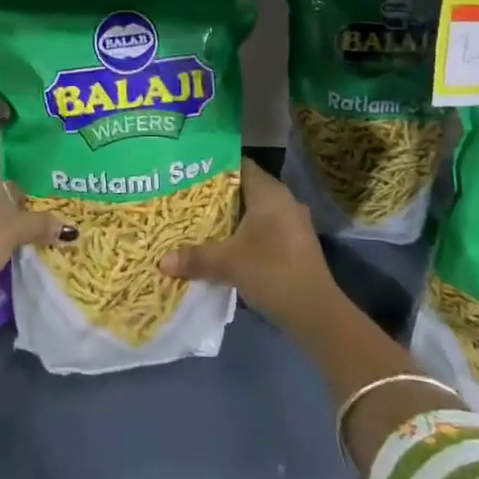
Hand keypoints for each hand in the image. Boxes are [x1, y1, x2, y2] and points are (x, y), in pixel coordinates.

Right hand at [160, 159, 340, 331]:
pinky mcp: (295, 243)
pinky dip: (244, 232)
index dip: (213, 166)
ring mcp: (292, 222)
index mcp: (269, 192)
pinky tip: (224, 245)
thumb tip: (161, 262)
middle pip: (244, 188)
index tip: (188, 172)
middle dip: (216, 195)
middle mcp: (283, 200)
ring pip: (254, 210)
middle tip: (186, 198)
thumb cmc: (272, 272)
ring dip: (230, 216)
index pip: (238, 165)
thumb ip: (195, 257)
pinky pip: (264, 227)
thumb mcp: (228, 263)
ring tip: (199, 221)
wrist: (317, 313)